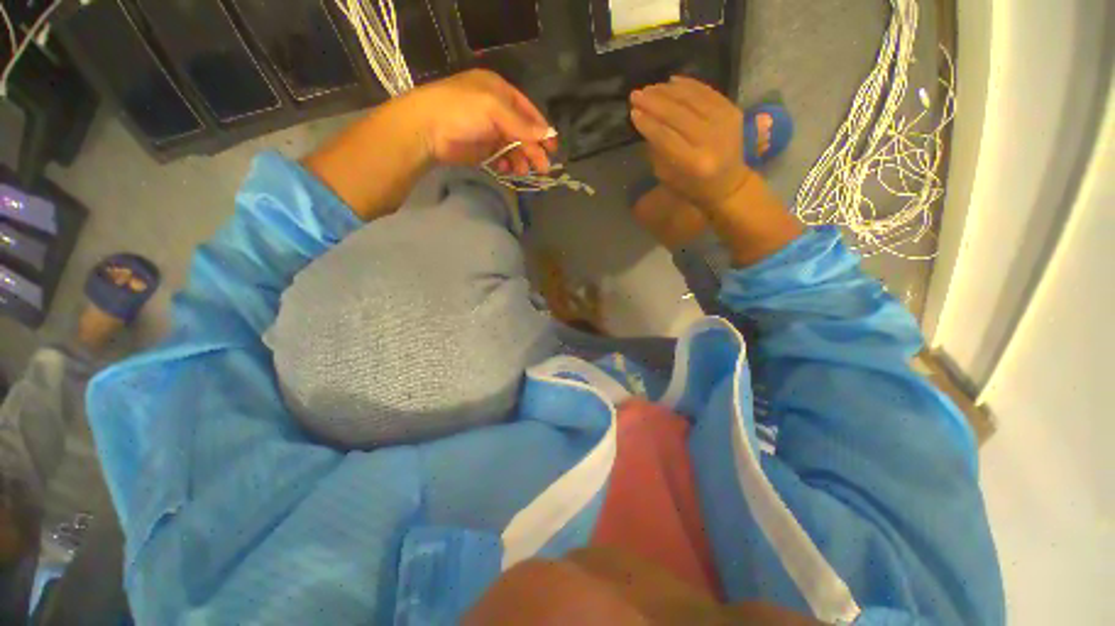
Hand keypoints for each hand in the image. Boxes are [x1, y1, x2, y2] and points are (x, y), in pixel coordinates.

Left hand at [401, 70, 556, 174]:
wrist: (426, 130)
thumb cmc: (461, 110)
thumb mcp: (494, 109)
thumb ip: (521, 124)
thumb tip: (547, 135)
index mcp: (500, 92)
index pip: (528, 111)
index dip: (541, 129)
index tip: (552, 148)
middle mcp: (496, 111)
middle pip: (522, 132)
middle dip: (533, 149)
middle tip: (542, 168)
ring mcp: (489, 131)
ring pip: (513, 147)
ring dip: (521, 159)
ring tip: (522, 171)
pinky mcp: (481, 150)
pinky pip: (501, 158)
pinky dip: (507, 165)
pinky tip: (507, 169)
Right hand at [629, 76, 751, 210]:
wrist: (729, 184)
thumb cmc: (693, 187)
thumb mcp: (670, 177)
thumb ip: (658, 150)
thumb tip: (645, 121)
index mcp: (695, 163)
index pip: (666, 137)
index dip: (648, 123)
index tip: (632, 112)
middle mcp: (712, 139)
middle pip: (678, 115)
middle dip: (654, 103)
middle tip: (636, 95)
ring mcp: (725, 122)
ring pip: (692, 99)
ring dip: (667, 91)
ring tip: (649, 88)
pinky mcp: (732, 110)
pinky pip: (707, 92)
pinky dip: (688, 84)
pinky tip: (671, 81)